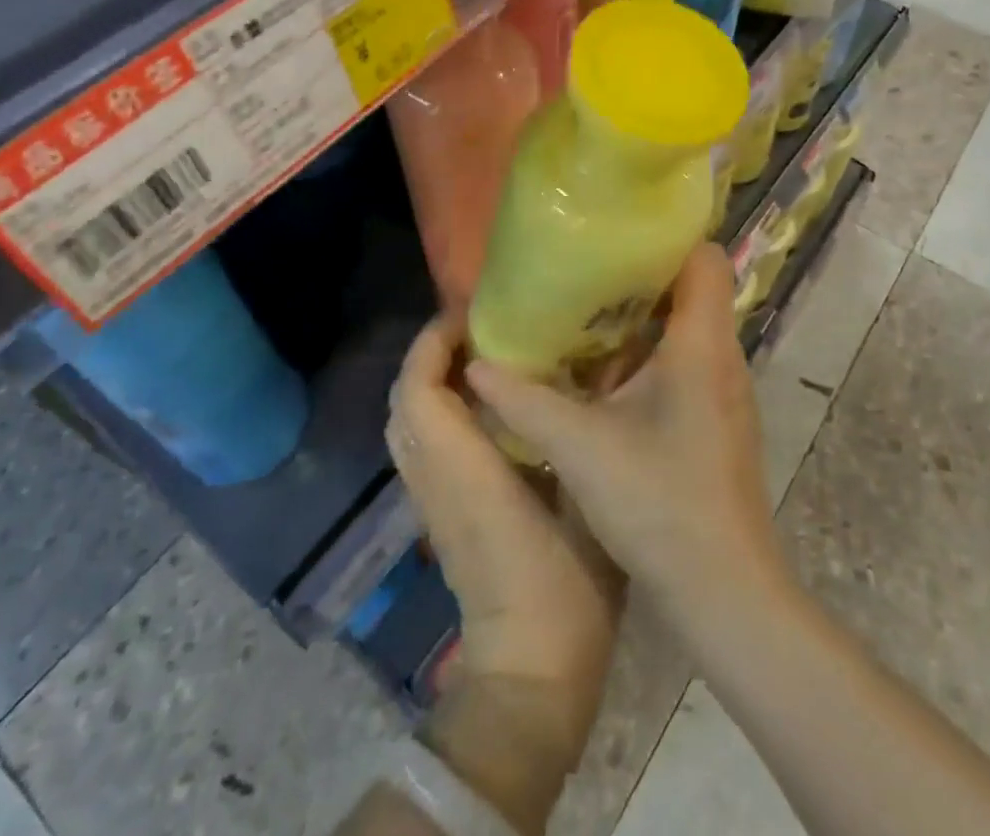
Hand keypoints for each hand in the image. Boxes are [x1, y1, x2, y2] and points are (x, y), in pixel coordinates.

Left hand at [385, 316, 620, 758]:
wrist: (529, 678)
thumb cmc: (565, 590)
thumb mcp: (584, 502)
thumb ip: (573, 438)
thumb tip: (585, 378)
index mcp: (464, 471)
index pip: (419, 390)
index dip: (434, 342)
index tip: (473, 311)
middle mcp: (433, 478)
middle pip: (403, 399)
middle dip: (431, 352)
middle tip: (481, 327)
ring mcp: (429, 500)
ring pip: (406, 421)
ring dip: (431, 378)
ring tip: (482, 355)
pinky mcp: (436, 515)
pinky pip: (420, 443)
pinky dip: (436, 408)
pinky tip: (484, 404)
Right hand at [464, 244, 786, 633]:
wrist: (725, 592)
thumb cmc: (659, 503)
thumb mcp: (580, 446)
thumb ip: (524, 400)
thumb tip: (476, 363)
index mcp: (701, 343)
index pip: (703, 257)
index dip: (665, 238)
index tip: (614, 237)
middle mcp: (722, 356)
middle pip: (691, 288)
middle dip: (639, 276)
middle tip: (584, 274)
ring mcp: (724, 390)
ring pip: (686, 328)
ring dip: (641, 319)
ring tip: (585, 316)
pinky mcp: (718, 419)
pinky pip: (685, 362)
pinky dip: (649, 356)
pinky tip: (605, 377)